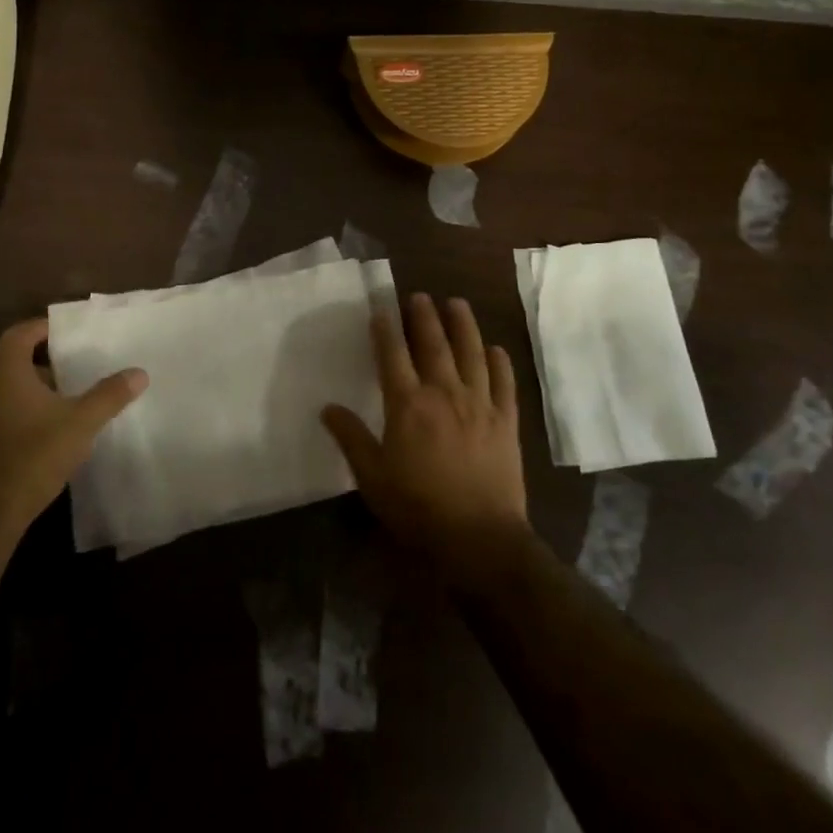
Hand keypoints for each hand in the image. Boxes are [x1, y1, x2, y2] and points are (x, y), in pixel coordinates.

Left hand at [0, 318, 146, 544]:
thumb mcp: (81, 423)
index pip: (18, 334)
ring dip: (30, 393)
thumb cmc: (33, 457)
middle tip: (73, 372)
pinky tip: (41, 437)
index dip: (41, 328)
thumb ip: (109, 395)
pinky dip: (18, 416)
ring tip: (63, 405)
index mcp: (4, 374)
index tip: (65, 331)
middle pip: (11, 363)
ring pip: (3, 393)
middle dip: (42, 365)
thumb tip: (139, 373)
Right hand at [322, 294, 531, 583]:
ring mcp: (479, 404)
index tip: (381, 309)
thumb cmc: (418, 508)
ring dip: (463, 325)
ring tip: (457, 303)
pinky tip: (495, 348)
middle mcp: (444, 393)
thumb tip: (327, 408)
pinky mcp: (506, 421)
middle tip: (419, 295)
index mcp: (408, 404)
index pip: (392, 355)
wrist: (479, 537)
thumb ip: (351, 438)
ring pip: (471, 353)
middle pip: (433, 344)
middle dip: (424, 316)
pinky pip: (504, 382)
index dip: (385, 329)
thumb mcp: (372, 477)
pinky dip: (500, 362)